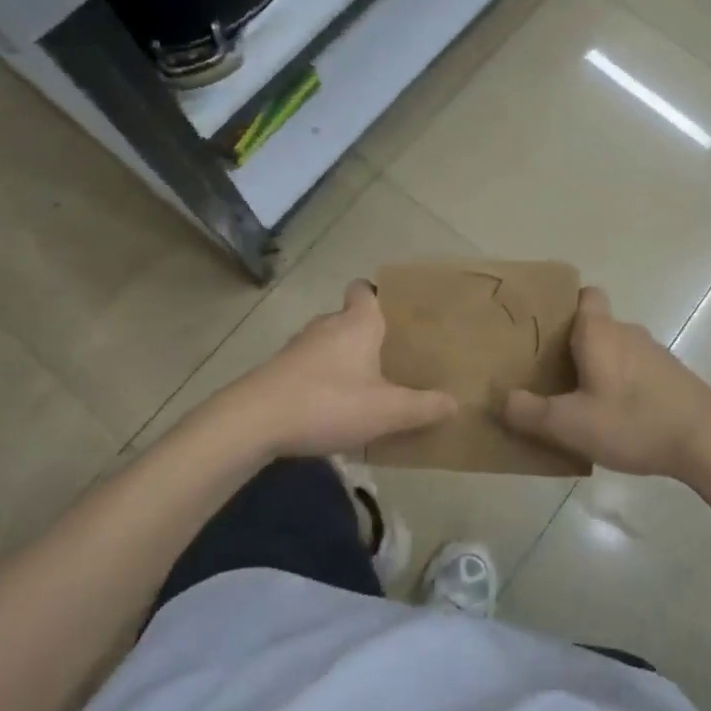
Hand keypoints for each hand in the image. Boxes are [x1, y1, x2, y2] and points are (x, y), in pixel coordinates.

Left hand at [215, 281, 456, 457]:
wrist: (254, 421)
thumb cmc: (328, 402)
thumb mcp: (385, 411)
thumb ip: (422, 407)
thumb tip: (455, 402)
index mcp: (357, 322)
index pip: (365, 289)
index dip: (378, 295)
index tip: (395, 313)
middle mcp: (327, 324)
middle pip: (349, 317)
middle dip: (367, 334)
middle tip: (391, 357)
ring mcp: (299, 347)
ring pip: (328, 342)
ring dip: (344, 359)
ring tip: (366, 384)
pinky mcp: (279, 370)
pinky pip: (310, 366)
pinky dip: (322, 378)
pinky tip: (332, 407)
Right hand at [500, 286, 710, 480]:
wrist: (708, 440)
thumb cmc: (633, 421)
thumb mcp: (571, 425)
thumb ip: (531, 412)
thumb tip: (500, 398)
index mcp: (599, 331)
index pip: (584, 294)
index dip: (564, 303)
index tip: (544, 328)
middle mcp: (627, 332)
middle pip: (594, 325)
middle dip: (572, 344)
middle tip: (548, 374)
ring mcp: (654, 353)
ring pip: (615, 349)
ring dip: (598, 367)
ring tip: (578, 400)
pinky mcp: (671, 376)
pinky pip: (635, 369)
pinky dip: (622, 384)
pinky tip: (616, 417)